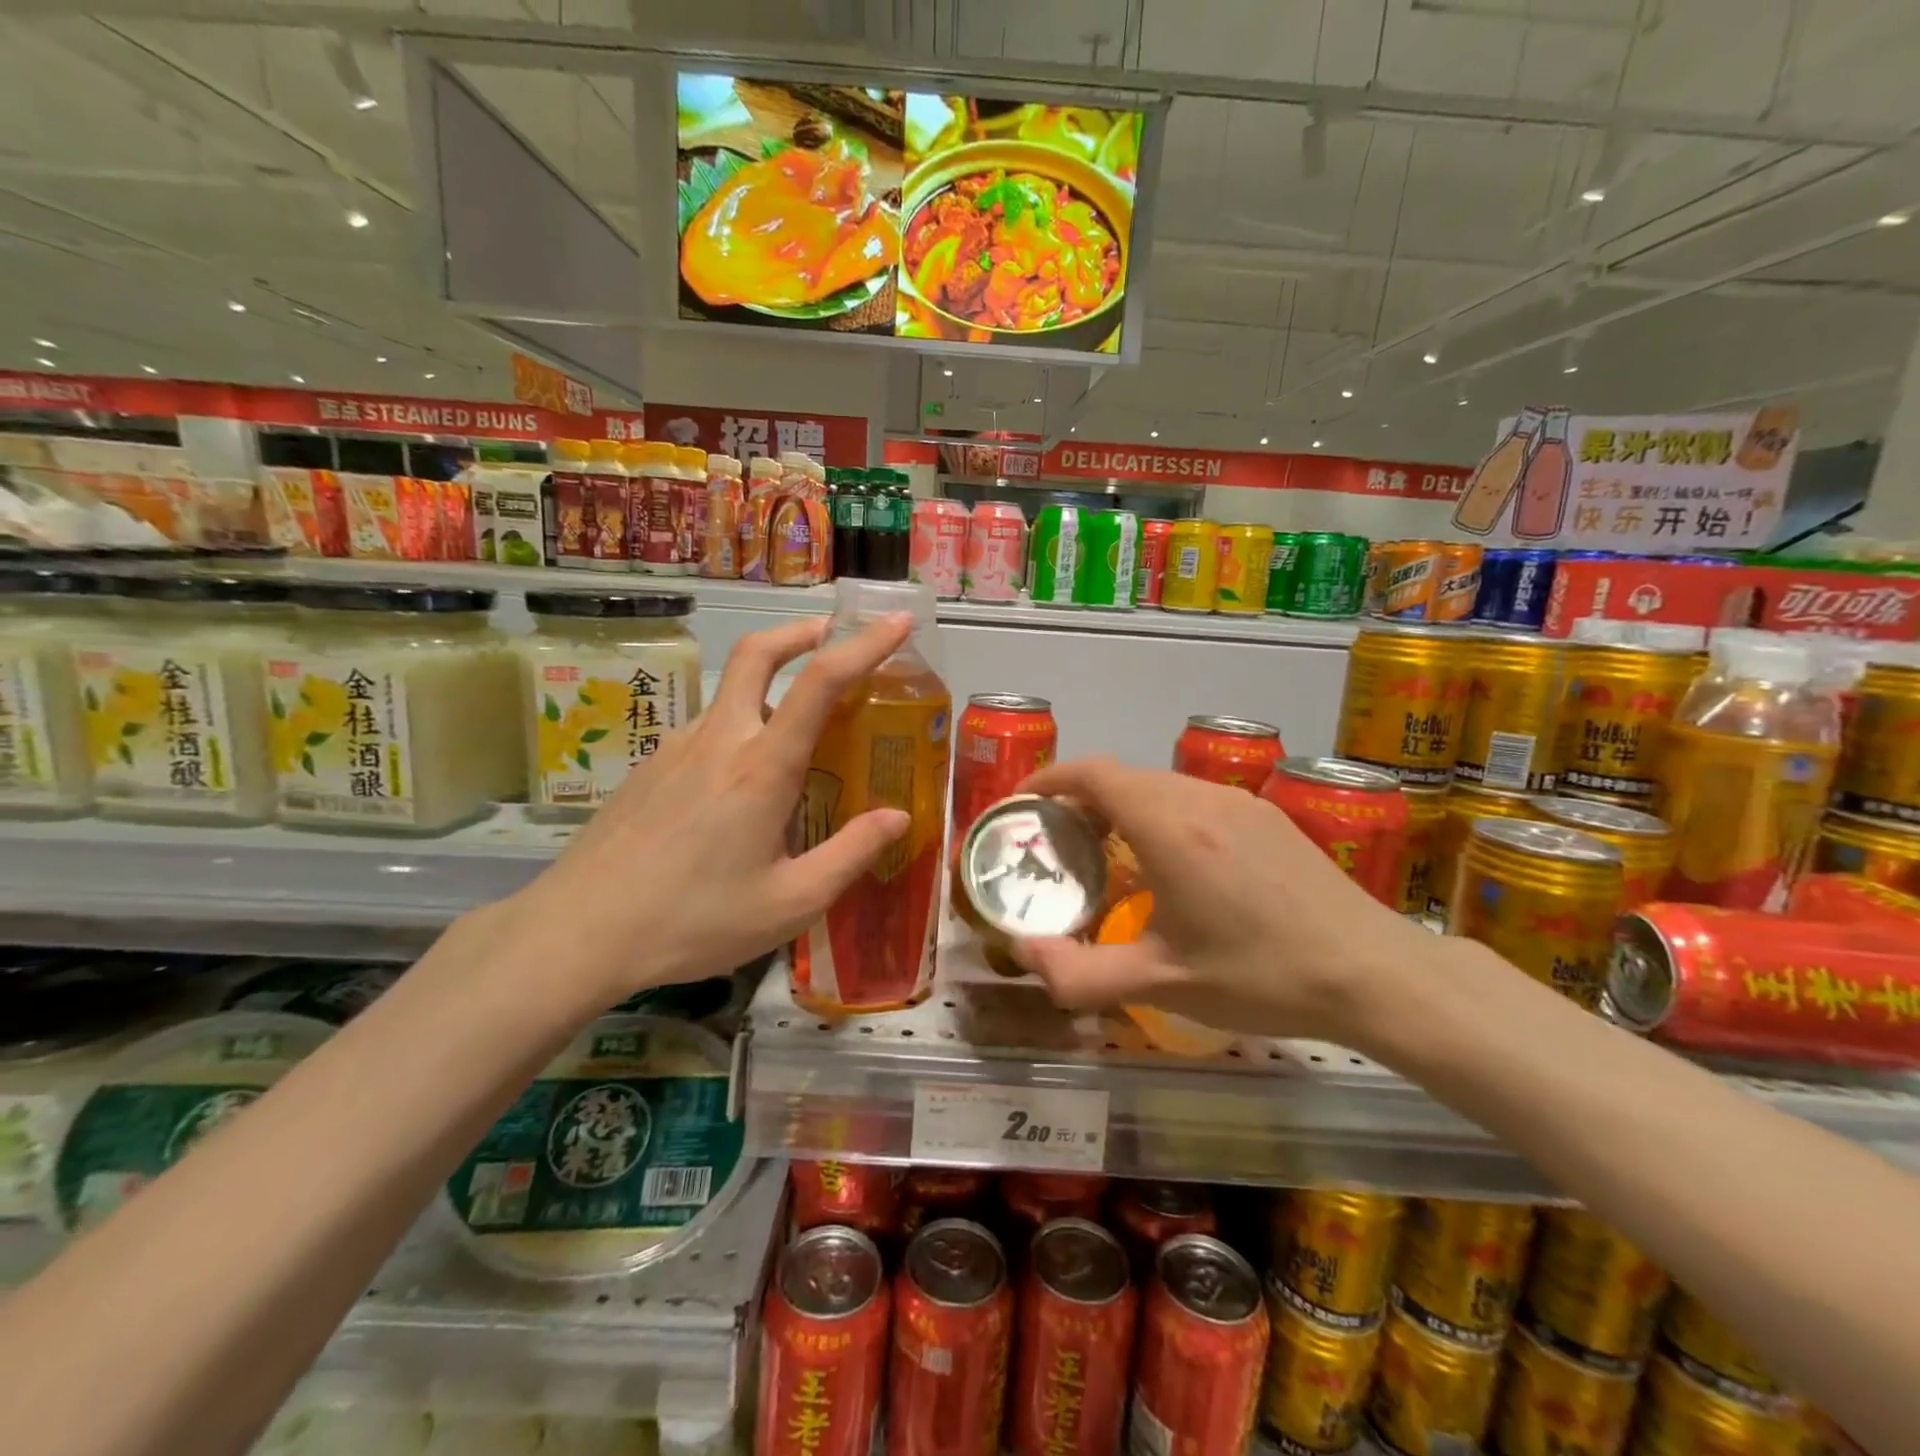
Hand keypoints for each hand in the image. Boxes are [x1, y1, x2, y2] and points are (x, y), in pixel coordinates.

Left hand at [506, 614, 913, 1004]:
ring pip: (730, 695)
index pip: (820, 682)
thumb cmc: (694, 921)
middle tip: (832, 634)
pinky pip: (706, 732)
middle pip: (756, 653)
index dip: (865, 644)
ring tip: (798, 737)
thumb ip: (851, 855)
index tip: (897, 622)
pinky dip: (738, 731)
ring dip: (769, 688)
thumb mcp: (790, 903)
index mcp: (762, 767)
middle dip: (800, 631)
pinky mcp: (650, 767)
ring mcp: (676, 748)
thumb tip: (898, 817)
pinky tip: (739, 790)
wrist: (577, 933)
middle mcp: (719, 740)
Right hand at [1011, 757, 1431, 1044]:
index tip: (1024, 803)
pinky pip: (1195, 799)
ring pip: (1160, 786)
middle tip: (1059, 844)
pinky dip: (1161, 814)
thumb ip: (1079, 975)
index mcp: (1168, 827)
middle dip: (1080, 799)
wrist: (1373, 971)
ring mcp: (1239, 803)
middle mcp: (1200, 799)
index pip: (1093, 773)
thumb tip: (1023, 955)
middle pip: (1123, 776)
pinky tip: (1174, 866)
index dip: (1050, 778)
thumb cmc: (1261, 975)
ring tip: (1110, 855)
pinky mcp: (1267, 817)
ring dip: (1123, 807)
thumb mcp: (1163, 984)